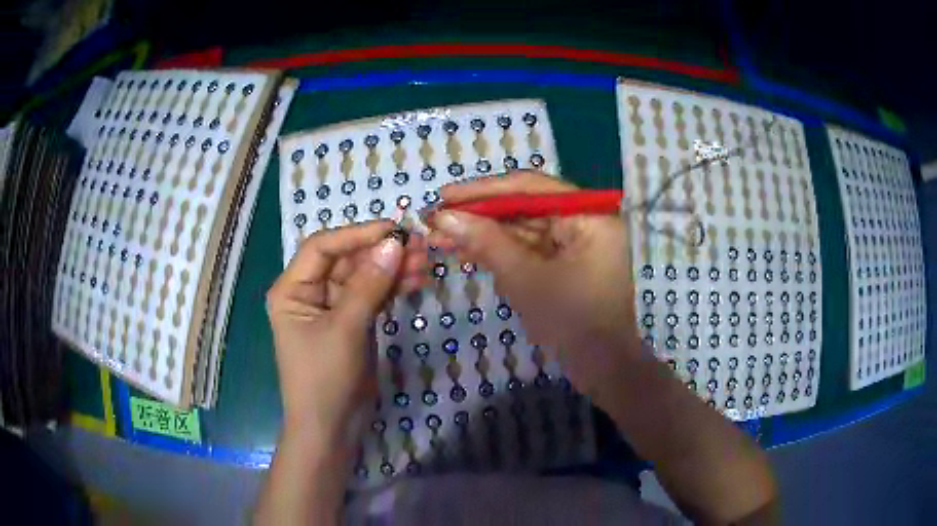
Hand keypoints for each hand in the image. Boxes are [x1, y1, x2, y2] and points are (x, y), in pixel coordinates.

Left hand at [266, 220, 427, 442]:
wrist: (331, 428)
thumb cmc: (325, 378)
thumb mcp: (346, 329)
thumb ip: (369, 284)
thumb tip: (394, 243)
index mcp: (292, 289)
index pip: (322, 247)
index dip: (356, 234)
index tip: (393, 229)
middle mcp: (309, 292)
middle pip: (346, 260)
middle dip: (380, 252)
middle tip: (418, 244)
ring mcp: (332, 308)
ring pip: (363, 277)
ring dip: (391, 268)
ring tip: (425, 261)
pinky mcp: (351, 322)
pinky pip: (372, 296)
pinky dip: (392, 288)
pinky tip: (417, 280)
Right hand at [428, 171, 641, 400]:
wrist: (602, 369)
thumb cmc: (573, 323)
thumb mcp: (526, 280)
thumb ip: (486, 243)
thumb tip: (443, 216)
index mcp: (588, 215)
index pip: (530, 187)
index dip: (483, 190)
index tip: (445, 195)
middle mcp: (584, 220)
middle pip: (523, 207)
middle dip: (479, 215)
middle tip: (435, 219)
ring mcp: (574, 242)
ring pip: (521, 229)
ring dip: (483, 234)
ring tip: (440, 237)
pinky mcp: (564, 263)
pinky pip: (527, 249)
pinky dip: (498, 252)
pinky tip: (465, 252)